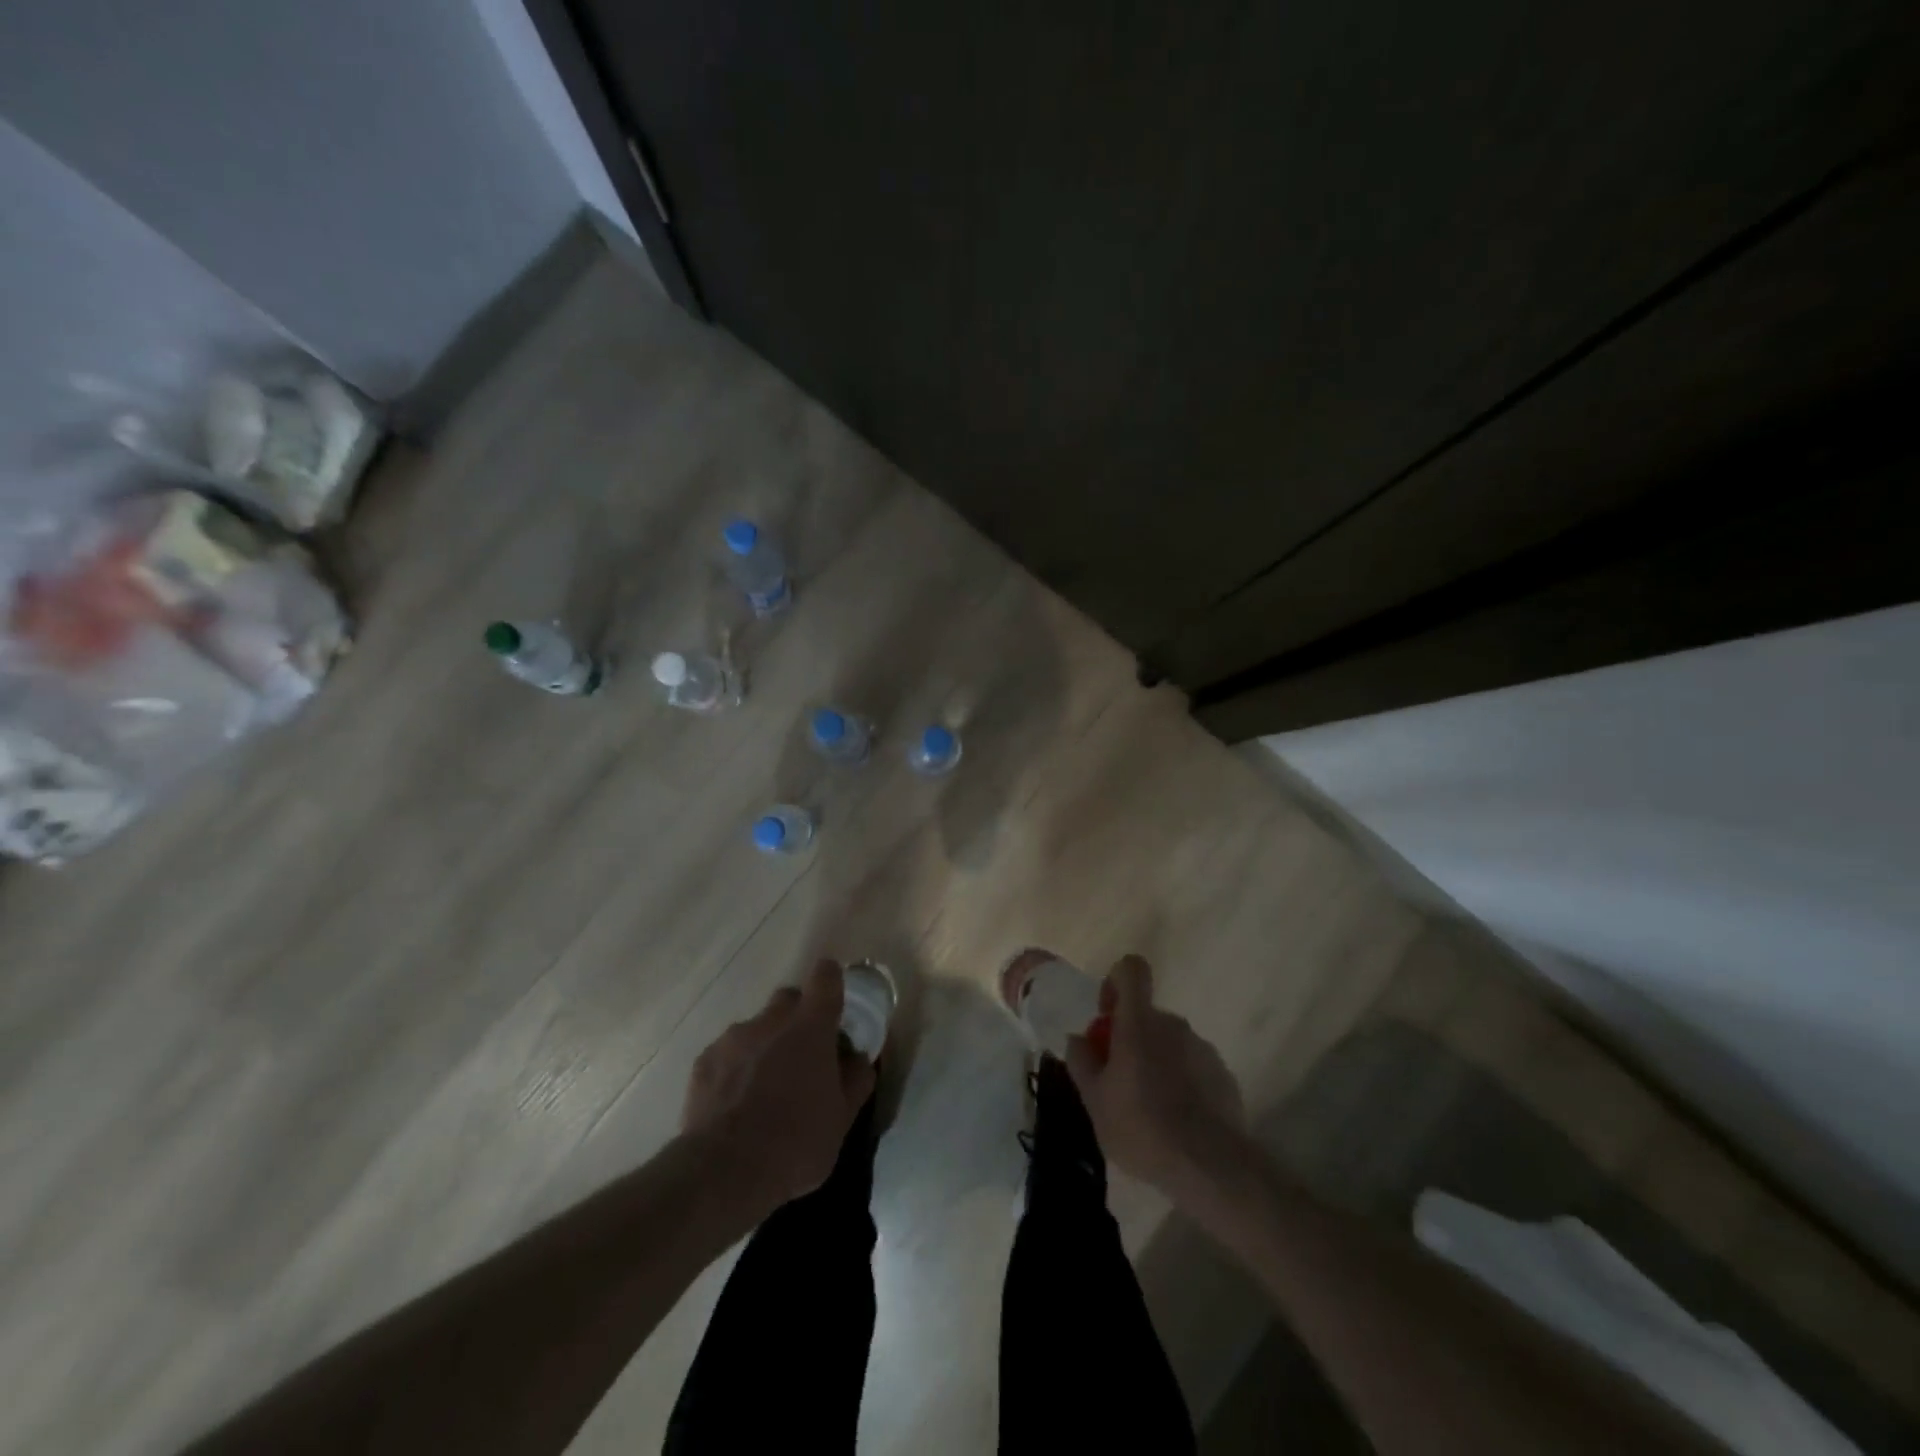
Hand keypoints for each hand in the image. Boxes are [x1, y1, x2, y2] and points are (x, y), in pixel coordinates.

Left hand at [682, 959, 875, 1215]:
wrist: (723, 1173)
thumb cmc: (796, 1142)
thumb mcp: (843, 1118)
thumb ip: (856, 1079)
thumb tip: (858, 1057)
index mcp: (810, 1027)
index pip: (825, 977)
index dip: (832, 981)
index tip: (835, 1001)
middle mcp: (770, 1021)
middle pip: (788, 999)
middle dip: (799, 1017)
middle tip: (805, 1054)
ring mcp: (733, 1038)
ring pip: (756, 1027)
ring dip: (766, 1044)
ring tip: (766, 1088)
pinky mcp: (704, 1061)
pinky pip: (729, 1052)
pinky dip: (738, 1067)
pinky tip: (737, 1103)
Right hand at [1065, 955, 1246, 1197]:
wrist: (1210, 1167)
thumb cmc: (1142, 1127)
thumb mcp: (1094, 1100)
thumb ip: (1082, 1062)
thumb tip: (1077, 1039)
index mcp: (1139, 1022)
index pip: (1131, 970)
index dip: (1116, 982)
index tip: (1107, 1014)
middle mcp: (1174, 1024)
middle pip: (1146, 1016)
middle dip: (1131, 1039)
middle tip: (1118, 1082)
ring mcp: (1203, 1049)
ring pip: (1170, 1043)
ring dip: (1156, 1063)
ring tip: (1149, 1110)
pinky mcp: (1224, 1076)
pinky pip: (1193, 1067)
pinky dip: (1181, 1083)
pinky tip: (1176, 1122)